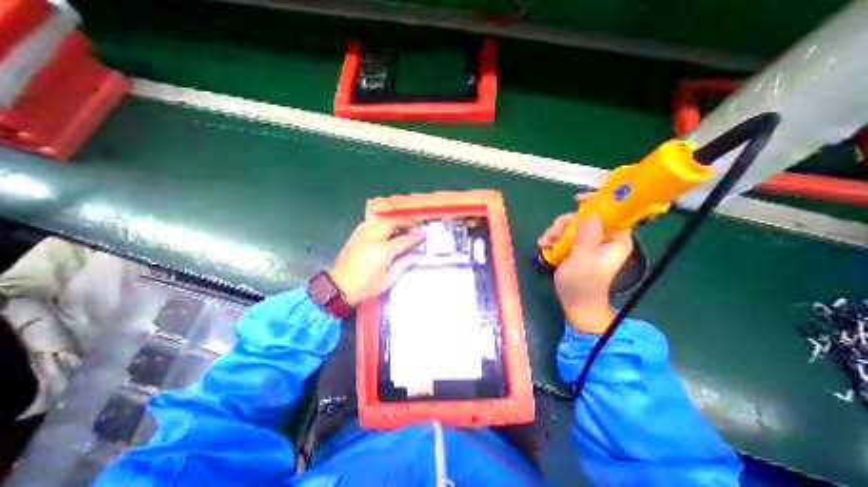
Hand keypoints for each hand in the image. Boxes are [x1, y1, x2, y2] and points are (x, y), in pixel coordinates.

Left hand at [328, 215, 425, 304]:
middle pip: (391, 223)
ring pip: (378, 219)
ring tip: (398, 224)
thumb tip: (415, 256)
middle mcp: (373, 238)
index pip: (404, 240)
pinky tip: (381, 227)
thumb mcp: (388, 280)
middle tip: (412, 225)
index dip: (416, 236)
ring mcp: (362, 235)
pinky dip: (377, 221)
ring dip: (391, 219)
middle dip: (404, 221)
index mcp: (383, 251)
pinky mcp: (354, 236)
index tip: (425, 234)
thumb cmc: (365, 287)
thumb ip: (403, 265)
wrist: (338, 287)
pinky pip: (367, 222)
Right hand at [536, 195, 632, 334]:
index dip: (597, 202)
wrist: (576, 304)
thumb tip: (591, 213)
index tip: (577, 199)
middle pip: (585, 217)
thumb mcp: (582, 260)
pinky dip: (553, 238)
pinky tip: (544, 246)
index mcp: (615, 240)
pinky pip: (564, 235)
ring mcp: (589, 243)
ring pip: (572, 225)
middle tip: (552, 234)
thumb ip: (587, 236)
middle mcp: (604, 238)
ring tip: (545, 243)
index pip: (613, 212)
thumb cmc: (582, 284)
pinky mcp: (576, 248)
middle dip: (565, 223)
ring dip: (555, 231)